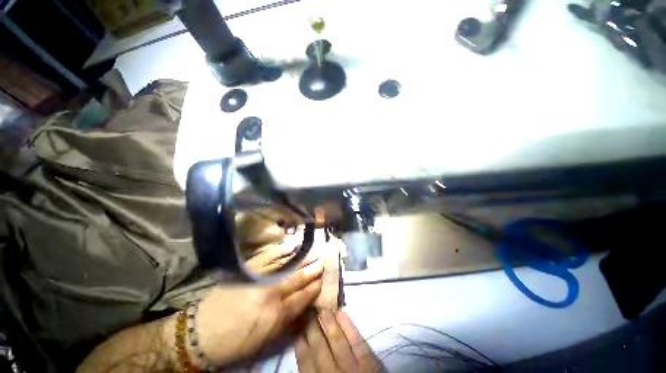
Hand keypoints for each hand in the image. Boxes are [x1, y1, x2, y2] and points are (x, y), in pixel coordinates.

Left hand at [190, 259, 323, 367]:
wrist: (202, 333)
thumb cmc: (236, 341)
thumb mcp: (265, 339)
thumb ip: (287, 320)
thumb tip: (304, 304)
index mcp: (275, 315)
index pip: (302, 298)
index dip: (314, 288)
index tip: (323, 280)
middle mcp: (270, 293)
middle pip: (297, 278)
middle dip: (312, 270)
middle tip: (323, 261)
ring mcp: (258, 278)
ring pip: (286, 265)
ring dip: (302, 258)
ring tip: (313, 251)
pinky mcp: (247, 269)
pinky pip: (268, 256)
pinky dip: (281, 250)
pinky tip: (291, 245)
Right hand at [296, 310, 382, 372]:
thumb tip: (302, 352)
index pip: (306, 361)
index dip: (300, 342)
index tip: (296, 324)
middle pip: (319, 347)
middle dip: (311, 326)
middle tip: (307, 308)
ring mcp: (353, 368)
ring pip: (337, 340)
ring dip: (328, 322)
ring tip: (322, 307)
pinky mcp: (369, 362)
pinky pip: (357, 341)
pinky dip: (349, 326)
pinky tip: (341, 312)